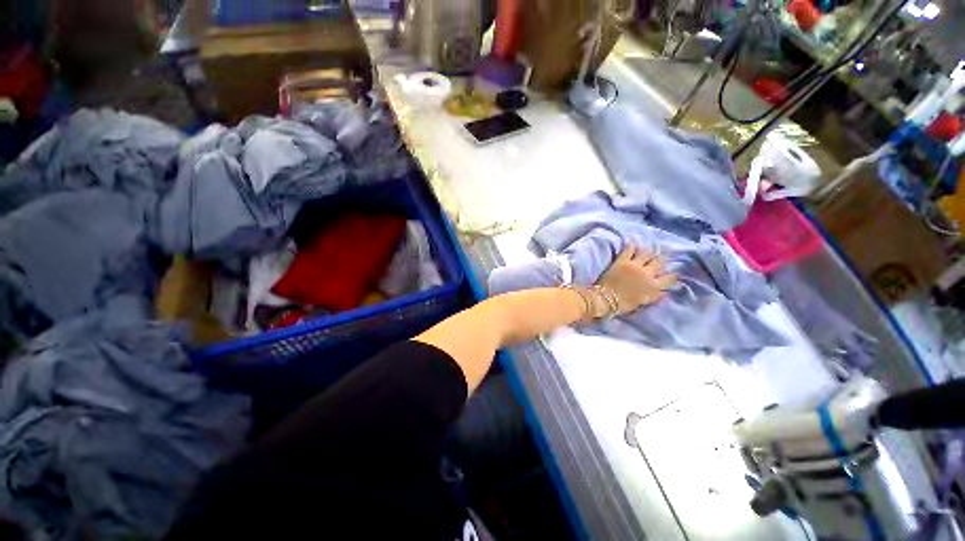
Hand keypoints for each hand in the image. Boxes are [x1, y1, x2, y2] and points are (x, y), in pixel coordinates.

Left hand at [596, 246, 677, 314]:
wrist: (605, 299)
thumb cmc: (623, 305)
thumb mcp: (644, 303)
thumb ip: (655, 295)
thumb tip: (666, 291)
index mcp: (653, 287)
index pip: (669, 278)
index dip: (673, 275)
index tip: (673, 273)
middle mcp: (647, 274)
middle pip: (660, 262)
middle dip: (663, 259)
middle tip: (663, 256)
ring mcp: (634, 266)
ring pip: (647, 253)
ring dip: (649, 251)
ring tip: (650, 248)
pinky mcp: (622, 261)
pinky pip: (629, 250)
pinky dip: (632, 245)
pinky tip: (633, 243)